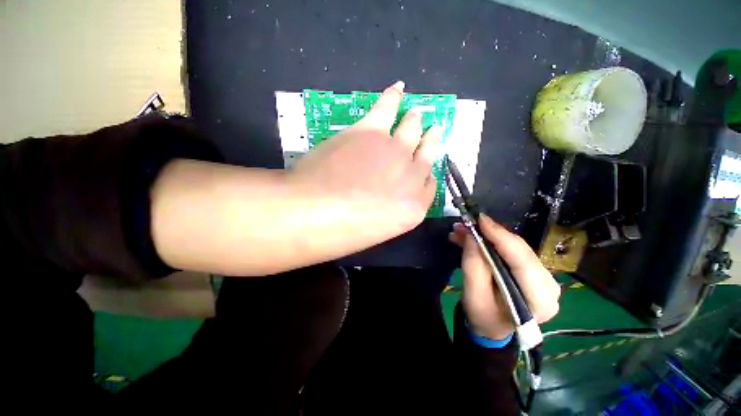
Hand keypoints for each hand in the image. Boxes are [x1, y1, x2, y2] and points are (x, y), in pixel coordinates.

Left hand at [287, 81, 441, 255]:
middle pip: (427, 154)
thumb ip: (387, 212)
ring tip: (415, 113)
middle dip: (429, 142)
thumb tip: (383, 199)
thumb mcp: (375, 230)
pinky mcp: (370, 131)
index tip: (425, 167)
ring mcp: (394, 151)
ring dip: (414, 120)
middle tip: (430, 132)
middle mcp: (412, 177)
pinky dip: (394, 96)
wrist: (316, 213)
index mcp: (414, 208)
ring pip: (412, 129)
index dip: (427, 173)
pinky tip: (398, 89)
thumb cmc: (342, 232)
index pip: (429, 185)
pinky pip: (387, 107)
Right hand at [449, 215, 559, 339]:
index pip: (522, 261)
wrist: (492, 327)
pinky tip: (475, 239)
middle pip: (520, 250)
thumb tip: (472, 236)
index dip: (500, 236)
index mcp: (538, 300)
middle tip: (466, 225)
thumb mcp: (473, 294)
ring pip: (515, 247)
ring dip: (489, 237)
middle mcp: (549, 287)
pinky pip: (513, 251)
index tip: (479, 220)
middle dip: (490, 234)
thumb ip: (473, 265)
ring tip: (463, 232)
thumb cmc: (483, 316)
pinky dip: (493, 242)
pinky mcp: (535, 272)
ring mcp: (545, 278)